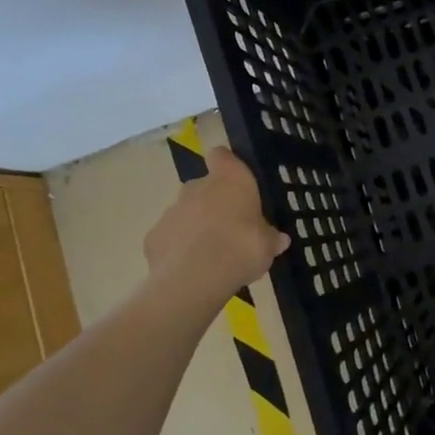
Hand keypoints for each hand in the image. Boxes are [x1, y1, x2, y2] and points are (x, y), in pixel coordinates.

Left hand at [143, 146, 290, 301]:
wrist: (194, 278)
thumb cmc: (241, 248)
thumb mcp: (268, 246)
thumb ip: (271, 238)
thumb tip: (280, 239)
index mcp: (230, 179)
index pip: (222, 156)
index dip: (227, 165)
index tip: (236, 181)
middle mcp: (198, 186)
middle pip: (204, 187)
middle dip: (214, 204)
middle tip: (230, 229)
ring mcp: (172, 210)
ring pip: (186, 212)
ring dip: (196, 227)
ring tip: (211, 255)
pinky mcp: (154, 236)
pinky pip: (171, 238)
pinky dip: (179, 249)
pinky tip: (191, 269)